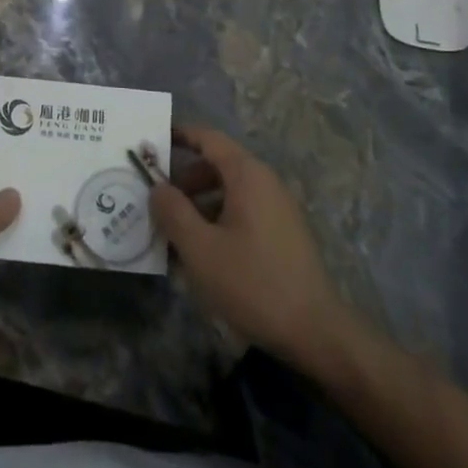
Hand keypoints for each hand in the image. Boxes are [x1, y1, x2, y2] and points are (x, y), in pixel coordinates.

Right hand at [152, 126, 357, 376]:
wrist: (315, 332)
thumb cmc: (252, 282)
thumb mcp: (200, 249)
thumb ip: (173, 212)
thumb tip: (157, 187)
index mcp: (247, 175)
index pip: (208, 138)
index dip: (179, 135)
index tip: (151, 143)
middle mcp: (265, 182)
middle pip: (218, 164)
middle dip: (185, 178)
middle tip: (158, 200)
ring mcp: (278, 208)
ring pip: (229, 191)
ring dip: (199, 204)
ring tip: (175, 233)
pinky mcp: (283, 233)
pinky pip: (243, 212)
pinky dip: (218, 220)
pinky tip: (204, 253)